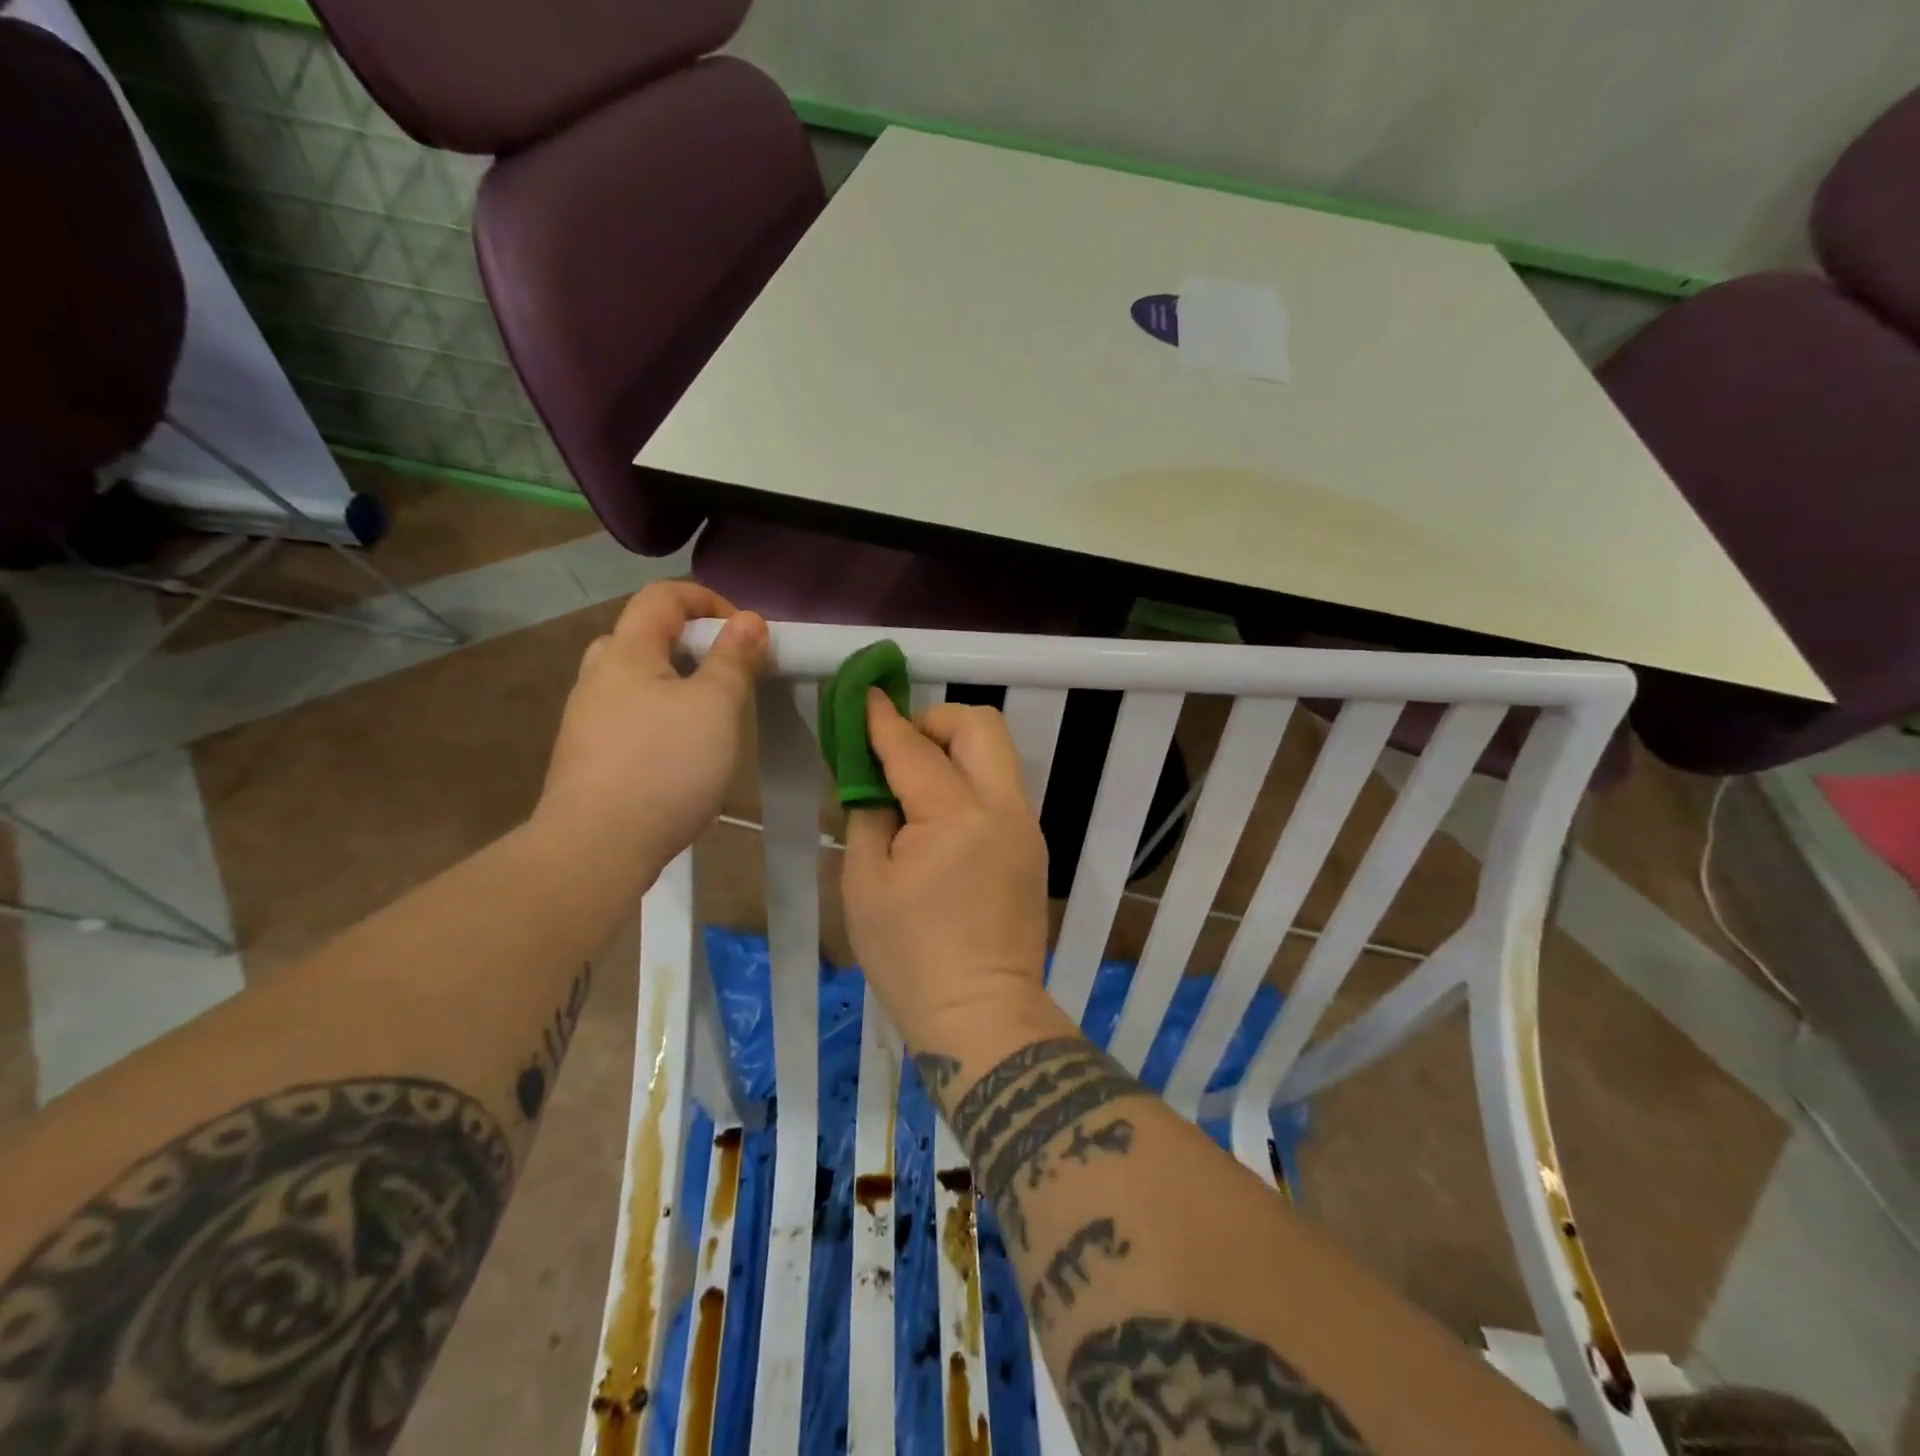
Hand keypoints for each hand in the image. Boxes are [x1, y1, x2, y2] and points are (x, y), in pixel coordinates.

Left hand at [533, 582, 766, 881]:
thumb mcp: (716, 706)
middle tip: (725, 675)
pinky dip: (659, 718)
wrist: (596, 847)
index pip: (663, 596)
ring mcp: (586, 719)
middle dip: (690, 644)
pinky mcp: (587, 757)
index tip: (746, 635)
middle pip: (644, 636)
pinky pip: (628, 718)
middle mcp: (598, 677)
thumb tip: (749, 620)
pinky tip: (680, 756)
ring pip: (634, 681)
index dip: (708, 601)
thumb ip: (734, 659)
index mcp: (627, 652)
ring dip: (675, 684)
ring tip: (709, 718)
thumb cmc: (665, 766)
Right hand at [842, 692, 1051, 1050]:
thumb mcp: (865, 884)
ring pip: (997, 752)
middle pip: (980, 725)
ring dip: (955, 747)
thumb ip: (868, 816)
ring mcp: (1025, 825)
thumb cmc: (910, 957)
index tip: (863, 695)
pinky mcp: (1033, 845)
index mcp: (954, 816)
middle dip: (935, 719)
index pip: (913, 747)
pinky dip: (969, 779)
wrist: (981, 1014)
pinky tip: (939, 813)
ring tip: (915, 778)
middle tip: (897, 746)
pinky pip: (1001, 787)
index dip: (882, 718)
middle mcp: (1001, 807)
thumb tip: (872, 781)